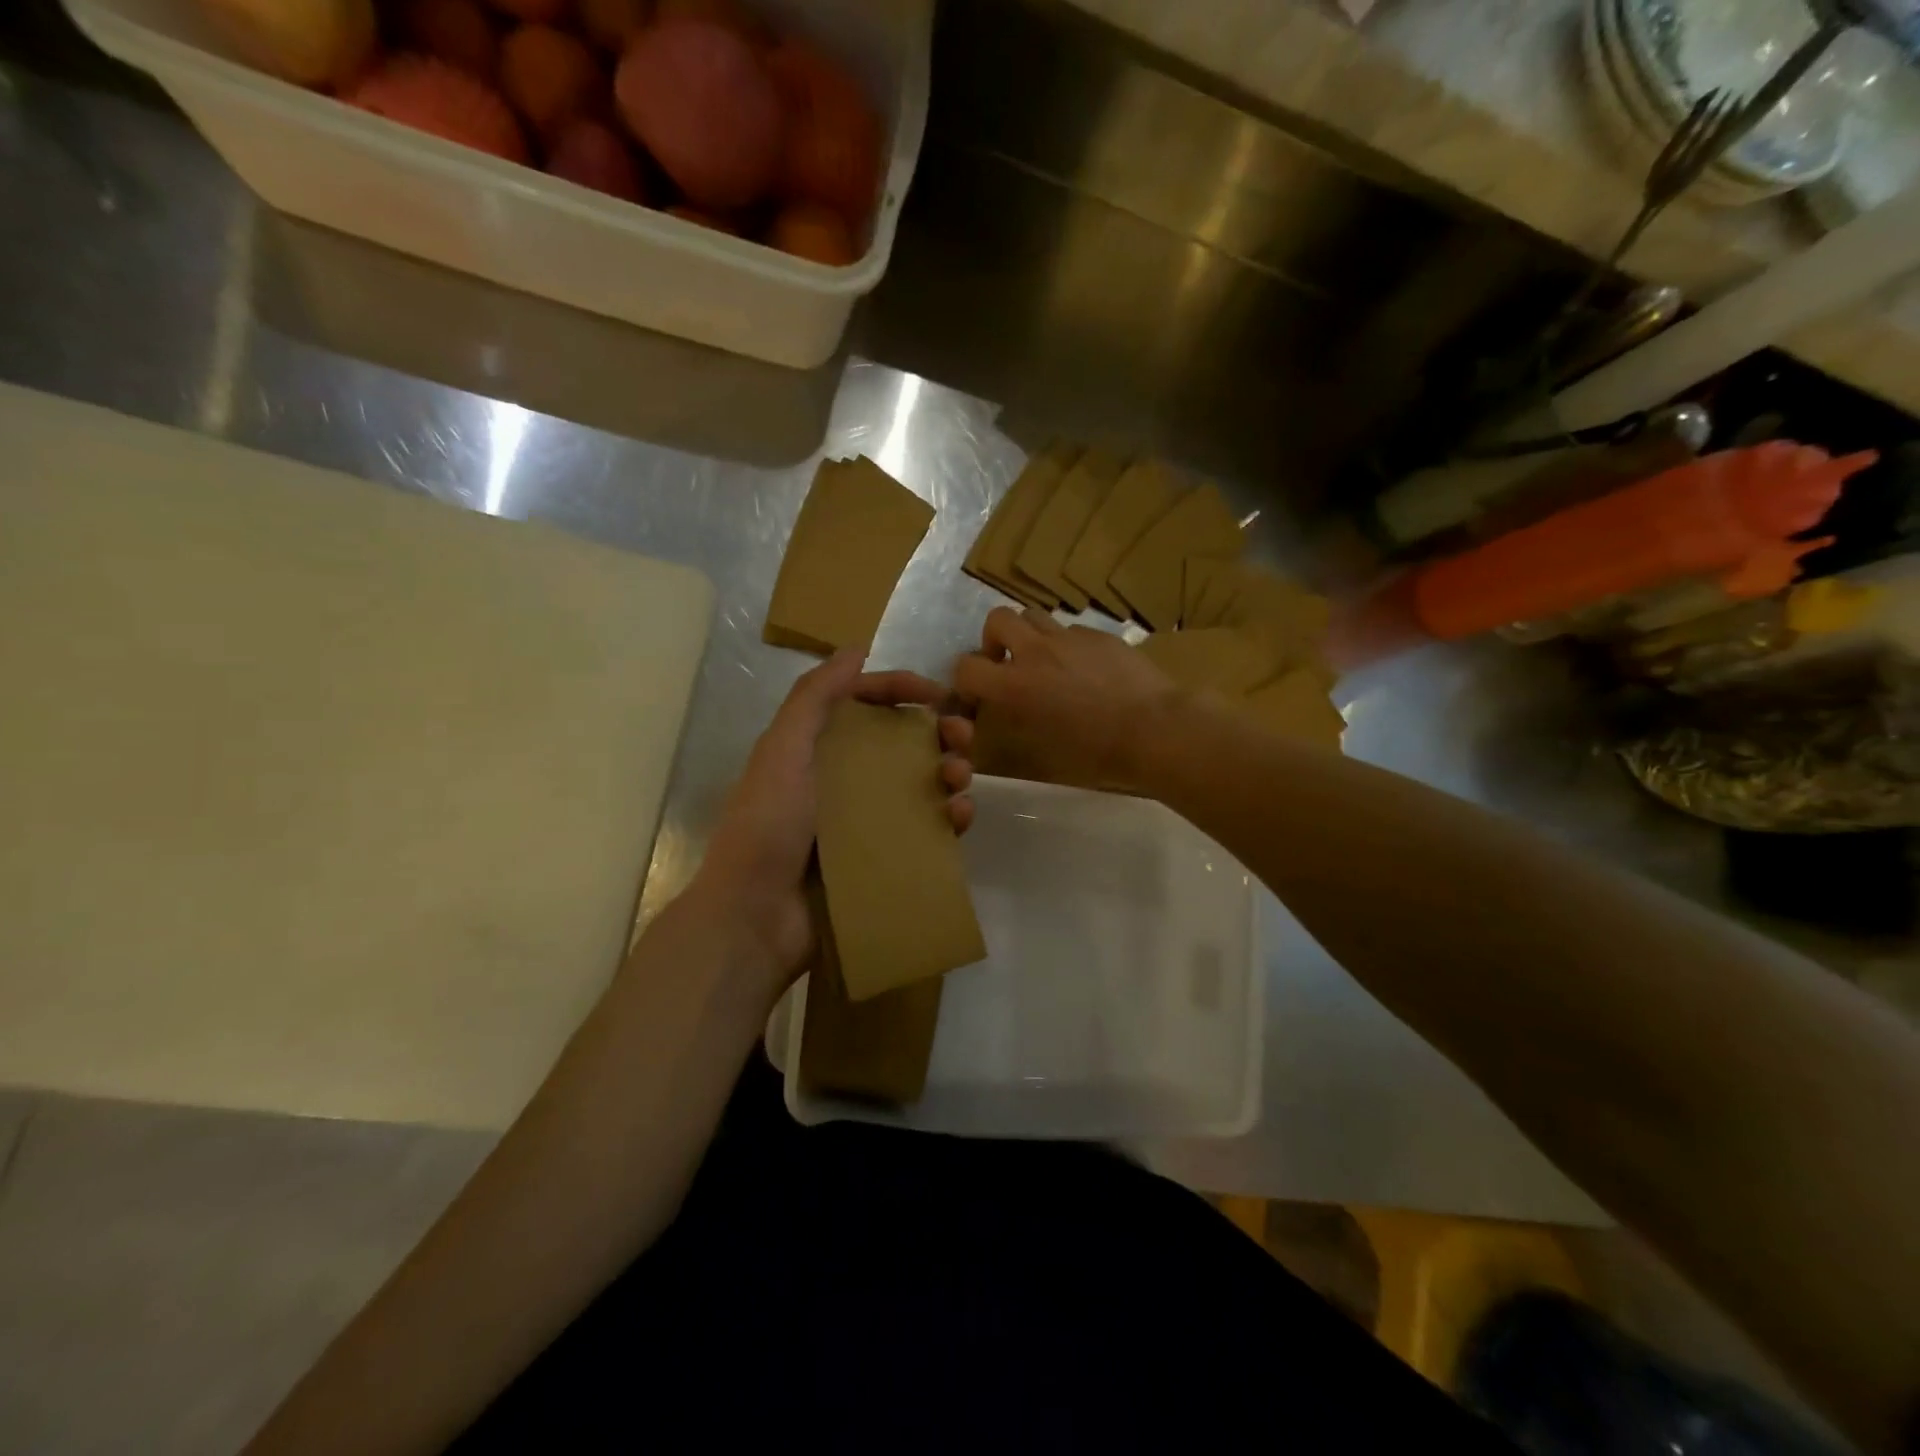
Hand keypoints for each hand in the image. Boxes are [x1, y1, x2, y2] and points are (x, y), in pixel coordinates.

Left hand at [688, 649, 974, 989]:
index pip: (866, 703)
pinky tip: (961, 816)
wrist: (756, 918)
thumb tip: (856, 650)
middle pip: (902, 741)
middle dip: (938, 731)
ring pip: (922, 783)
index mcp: (818, 747)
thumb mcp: (782, 751)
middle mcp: (845, 777)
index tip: (938, 693)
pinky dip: (950, 818)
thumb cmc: (767, 826)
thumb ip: (814, 698)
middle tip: (963, 736)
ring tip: (959, 778)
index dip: (900, 689)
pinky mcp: (885, 857)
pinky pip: (928, 829)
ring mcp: (867, 820)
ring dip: (949, 771)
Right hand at [949, 607, 1181, 792]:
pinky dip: (1065, 645)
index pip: (966, 667)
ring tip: (1044, 661)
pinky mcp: (1100, 635)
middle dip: (994, 640)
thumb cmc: (1097, 753)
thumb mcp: (1043, 750)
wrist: (1155, 729)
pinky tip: (1085, 669)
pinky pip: (1070, 630)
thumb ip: (1015, 724)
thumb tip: (1004, 713)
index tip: (978, 695)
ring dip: (1028, 635)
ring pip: (1034, 615)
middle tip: (1008, 663)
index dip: (965, 680)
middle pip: (997, 619)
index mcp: (1016, 686)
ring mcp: (1070, 638)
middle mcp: (1036, 652)